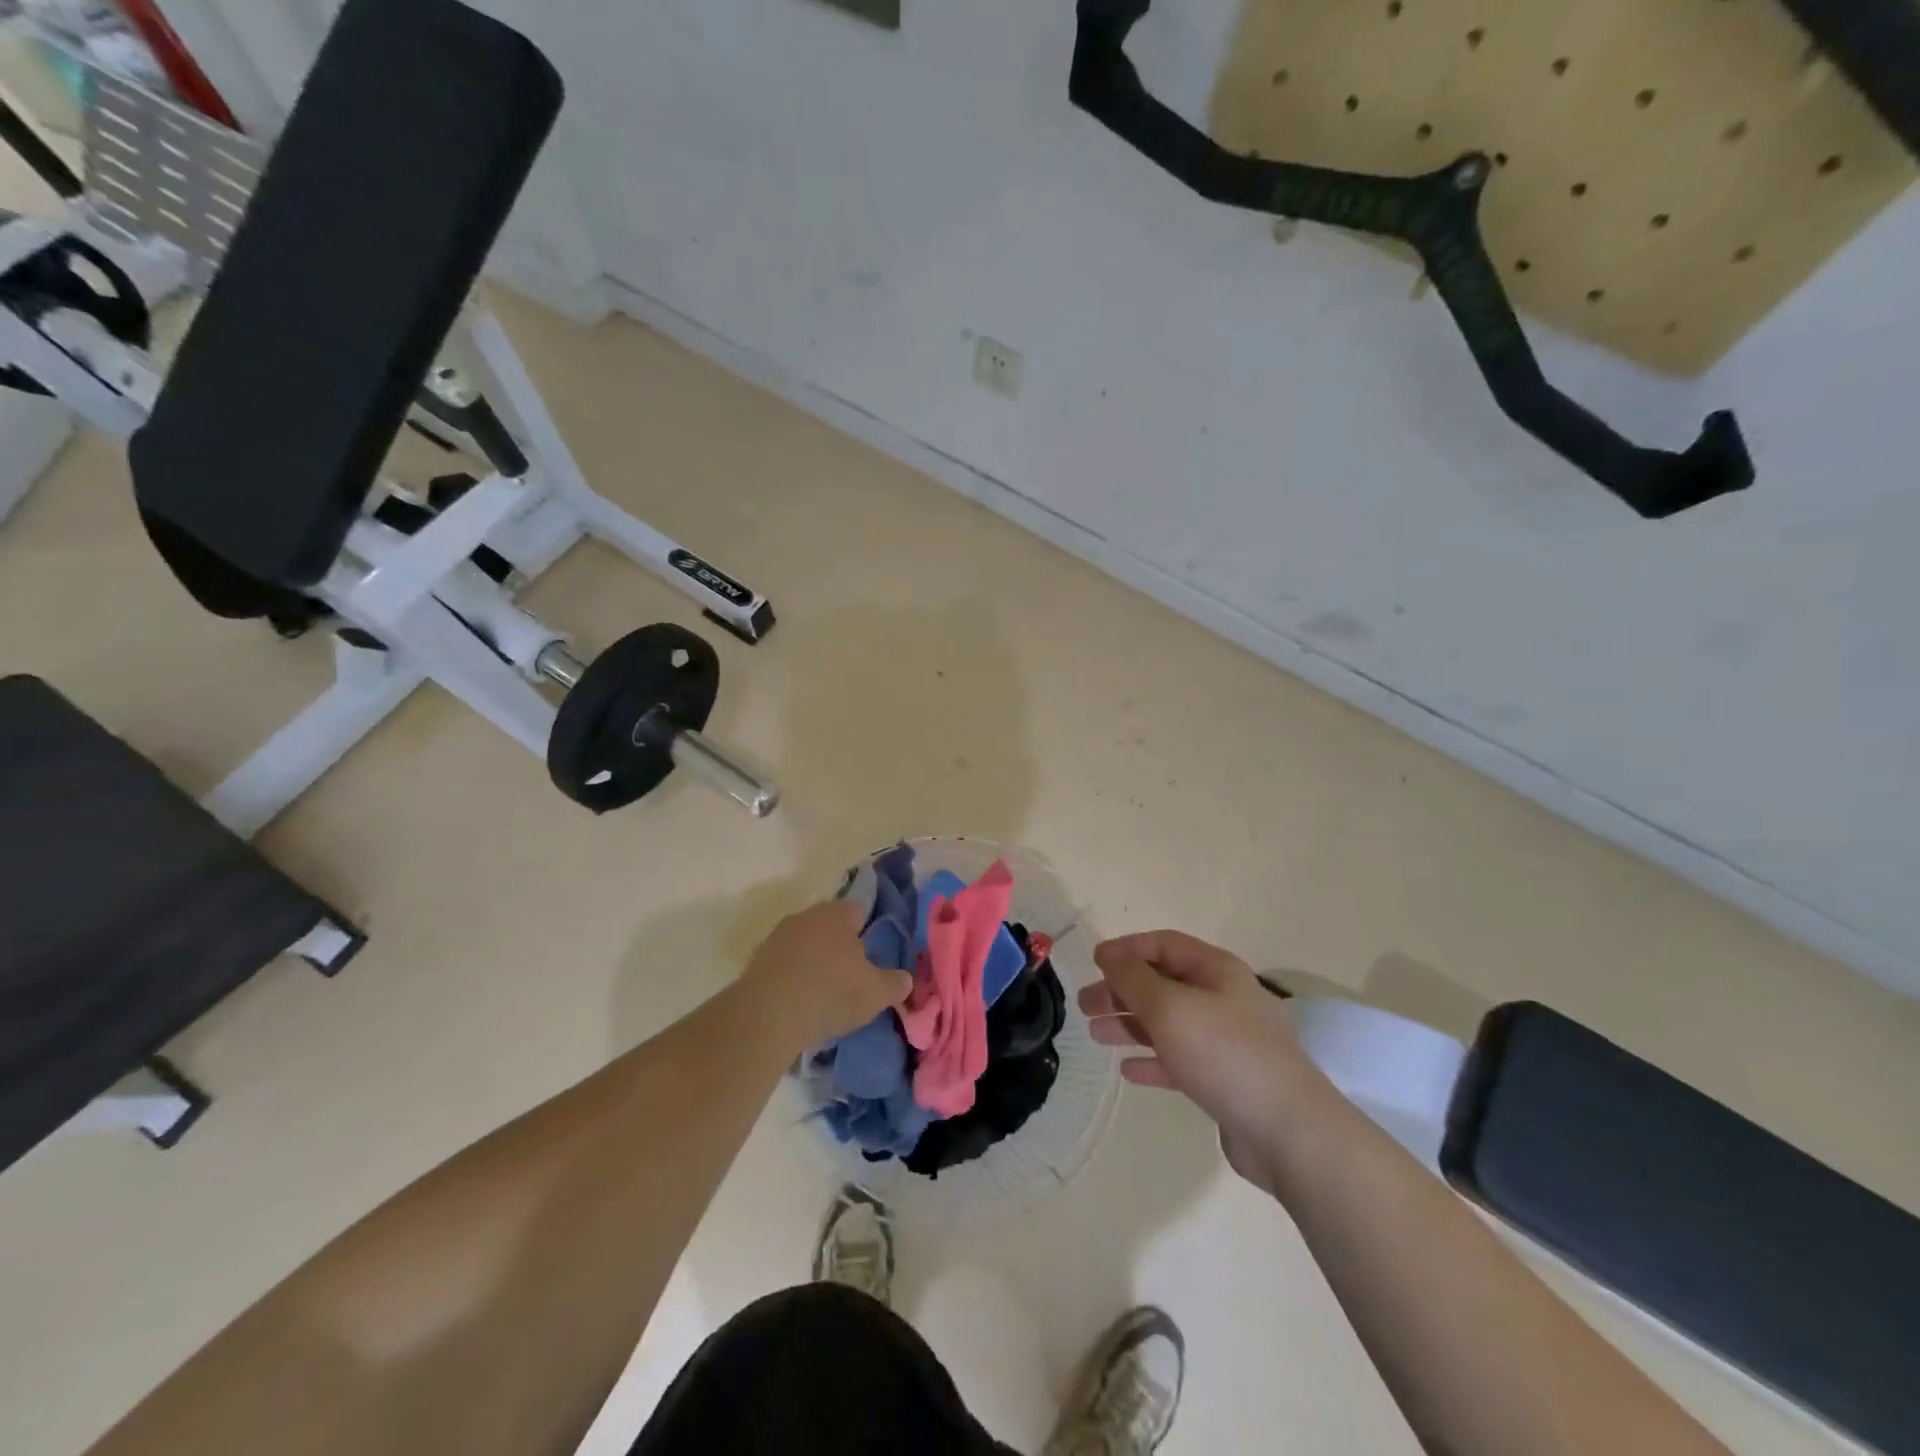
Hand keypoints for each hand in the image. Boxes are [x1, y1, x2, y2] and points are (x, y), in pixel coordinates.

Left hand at [741, 899, 912, 1051]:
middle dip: (838, 945)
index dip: (866, 930)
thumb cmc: (832, 993)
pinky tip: (797, 1002)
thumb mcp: (876, 993)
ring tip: (822, 993)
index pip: (857, 910)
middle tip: (850, 976)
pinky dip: (791, 977)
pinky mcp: (756, 960)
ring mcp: (777, 936)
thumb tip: (905, 979)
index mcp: (837, 914)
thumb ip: (895, 983)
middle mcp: (806, 916)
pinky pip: (783, 964)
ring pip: (803, 943)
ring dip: (812, 961)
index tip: (870, 955)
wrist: (769, 1015)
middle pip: (828, 926)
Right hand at [1083, 930, 1328, 1183]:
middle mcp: (1223, 999)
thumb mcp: (1169, 1006)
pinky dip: (1153, 1060)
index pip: (1164, 944)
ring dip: (1131, 1024)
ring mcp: (1226, 1041)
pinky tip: (1128, 1070)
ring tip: (1095, 1034)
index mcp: (1216, 971)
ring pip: (1168, 1022)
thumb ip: (1133, 977)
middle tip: (1085, 1005)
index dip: (1127, 949)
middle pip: (1163, 983)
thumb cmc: (1224, 1053)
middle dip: (1122, 990)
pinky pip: (1180, 1060)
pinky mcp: (1225, 1080)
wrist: (1288, 1131)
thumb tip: (1109, 954)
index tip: (1093, 963)